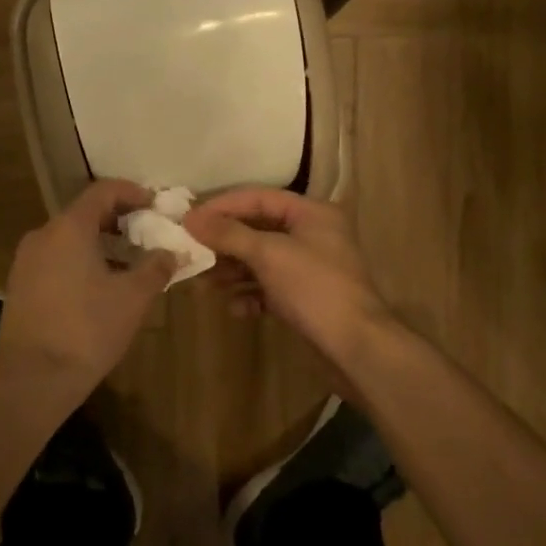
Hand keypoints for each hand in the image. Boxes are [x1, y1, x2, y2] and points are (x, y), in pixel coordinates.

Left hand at [0, 180, 176, 394]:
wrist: (32, 379)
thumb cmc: (87, 330)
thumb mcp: (133, 298)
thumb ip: (155, 268)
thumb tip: (171, 253)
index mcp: (69, 227)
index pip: (103, 191)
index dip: (132, 192)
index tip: (155, 204)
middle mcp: (43, 234)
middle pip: (84, 213)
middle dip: (118, 220)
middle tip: (146, 235)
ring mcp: (26, 260)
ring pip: (69, 238)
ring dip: (100, 243)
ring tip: (128, 264)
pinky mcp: (19, 285)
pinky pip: (56, 258)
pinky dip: (80, 260)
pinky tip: (99, 287)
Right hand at [183, 189, 391, 362]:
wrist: (356, 347)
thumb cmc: (314, 288)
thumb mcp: (268, 254)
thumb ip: (228, 234)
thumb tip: (191, 217)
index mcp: (312, 213)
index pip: (258, 197)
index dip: (222, 206)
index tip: (189, 219)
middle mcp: (313, 234)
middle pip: (258, 229)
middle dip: (225, 243)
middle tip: (192, 253)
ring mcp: (310, 268)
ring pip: (261, 260)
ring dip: (233, 271)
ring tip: (206, 284)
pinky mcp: (305, 298)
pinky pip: (270, 287)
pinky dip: (251, 295)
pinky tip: (237, 309)